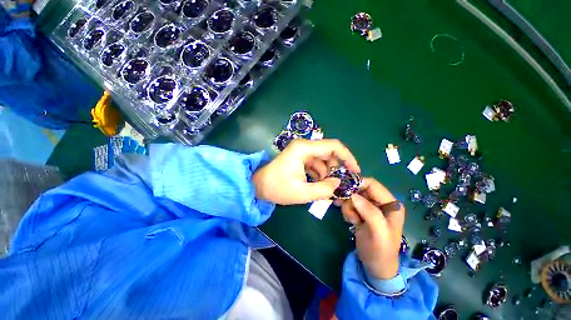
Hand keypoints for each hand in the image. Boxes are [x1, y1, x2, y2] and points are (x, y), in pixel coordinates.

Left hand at [252, 139, 359, 204]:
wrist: (258, 186)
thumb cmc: (277, 188)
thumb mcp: (302, 193)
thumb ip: (324, 189)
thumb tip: (338, 183)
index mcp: (304, 149)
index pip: (333, 146)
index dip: (347, 157)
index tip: (355, 171)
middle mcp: (303, 146)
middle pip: (329, 152)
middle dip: (336, 168)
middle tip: (339, 183)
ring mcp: (301, 152)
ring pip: (323, 159)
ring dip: (327, 173)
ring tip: (326, 187)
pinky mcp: (299, 158)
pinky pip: (315, 164)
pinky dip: (319, 174)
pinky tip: (318, 185)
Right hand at [341, 178, 404, 278]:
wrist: (375, 266)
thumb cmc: (381, 251)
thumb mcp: (379, 232)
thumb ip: (370, 212)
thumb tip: (353, 195)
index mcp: (391, 203)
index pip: (372, 184)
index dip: (357, 184)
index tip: (345, 192)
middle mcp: (381, 202)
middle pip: (360, 189)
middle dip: (351, 198)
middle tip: (347, 210)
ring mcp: (370, 207)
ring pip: (352, 196)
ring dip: (348, 207)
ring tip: (353, 220)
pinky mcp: (361, 212)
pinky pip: (349, 204)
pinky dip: (347, 210)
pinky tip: (351, 221)